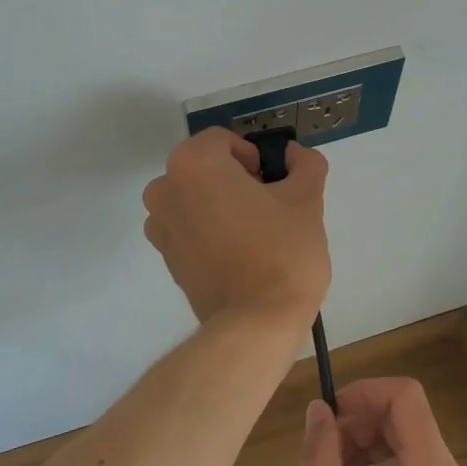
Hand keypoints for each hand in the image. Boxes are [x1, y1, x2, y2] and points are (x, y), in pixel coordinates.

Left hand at [141, 127, 330, 328]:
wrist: (255, 323)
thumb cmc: (282, 252)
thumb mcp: (307, 199)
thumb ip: (304, 164)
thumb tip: (294, 155)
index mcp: (193, 164)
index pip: (225, 141)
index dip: (255, 158)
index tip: (274, 185)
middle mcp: (165, 189)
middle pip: (206, 168)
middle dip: (236, 179)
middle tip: (270, 208)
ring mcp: (159, 226)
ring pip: (196, 198)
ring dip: (220, 204)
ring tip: (254, 233)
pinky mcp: (166, 257)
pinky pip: (189, 228)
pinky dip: (209, 231)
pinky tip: (238, 254)